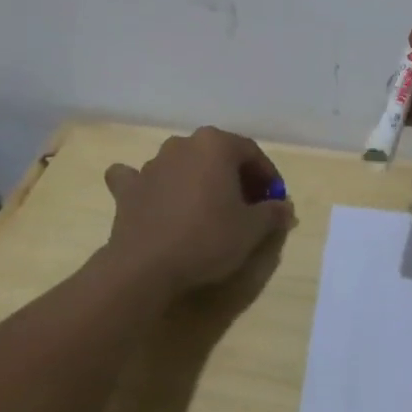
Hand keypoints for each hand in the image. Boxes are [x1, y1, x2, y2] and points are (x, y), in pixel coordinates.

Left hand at [102, 128, 292, 295]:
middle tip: (247, 206)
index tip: (275, 200)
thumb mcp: (252, 229)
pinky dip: (150, 185)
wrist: (146, 266)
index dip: (267, 176)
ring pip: (182, 164)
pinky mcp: (128, 188)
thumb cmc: (207, 238)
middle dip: (234, 176)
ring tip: (208, 209)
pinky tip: (153, 197)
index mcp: (215, 144)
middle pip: (217, 155)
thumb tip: (284, 207)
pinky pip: (139, 178)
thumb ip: (272, 212)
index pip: (251, 152)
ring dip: (197, 180)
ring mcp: (151, 164)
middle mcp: (182, 144)